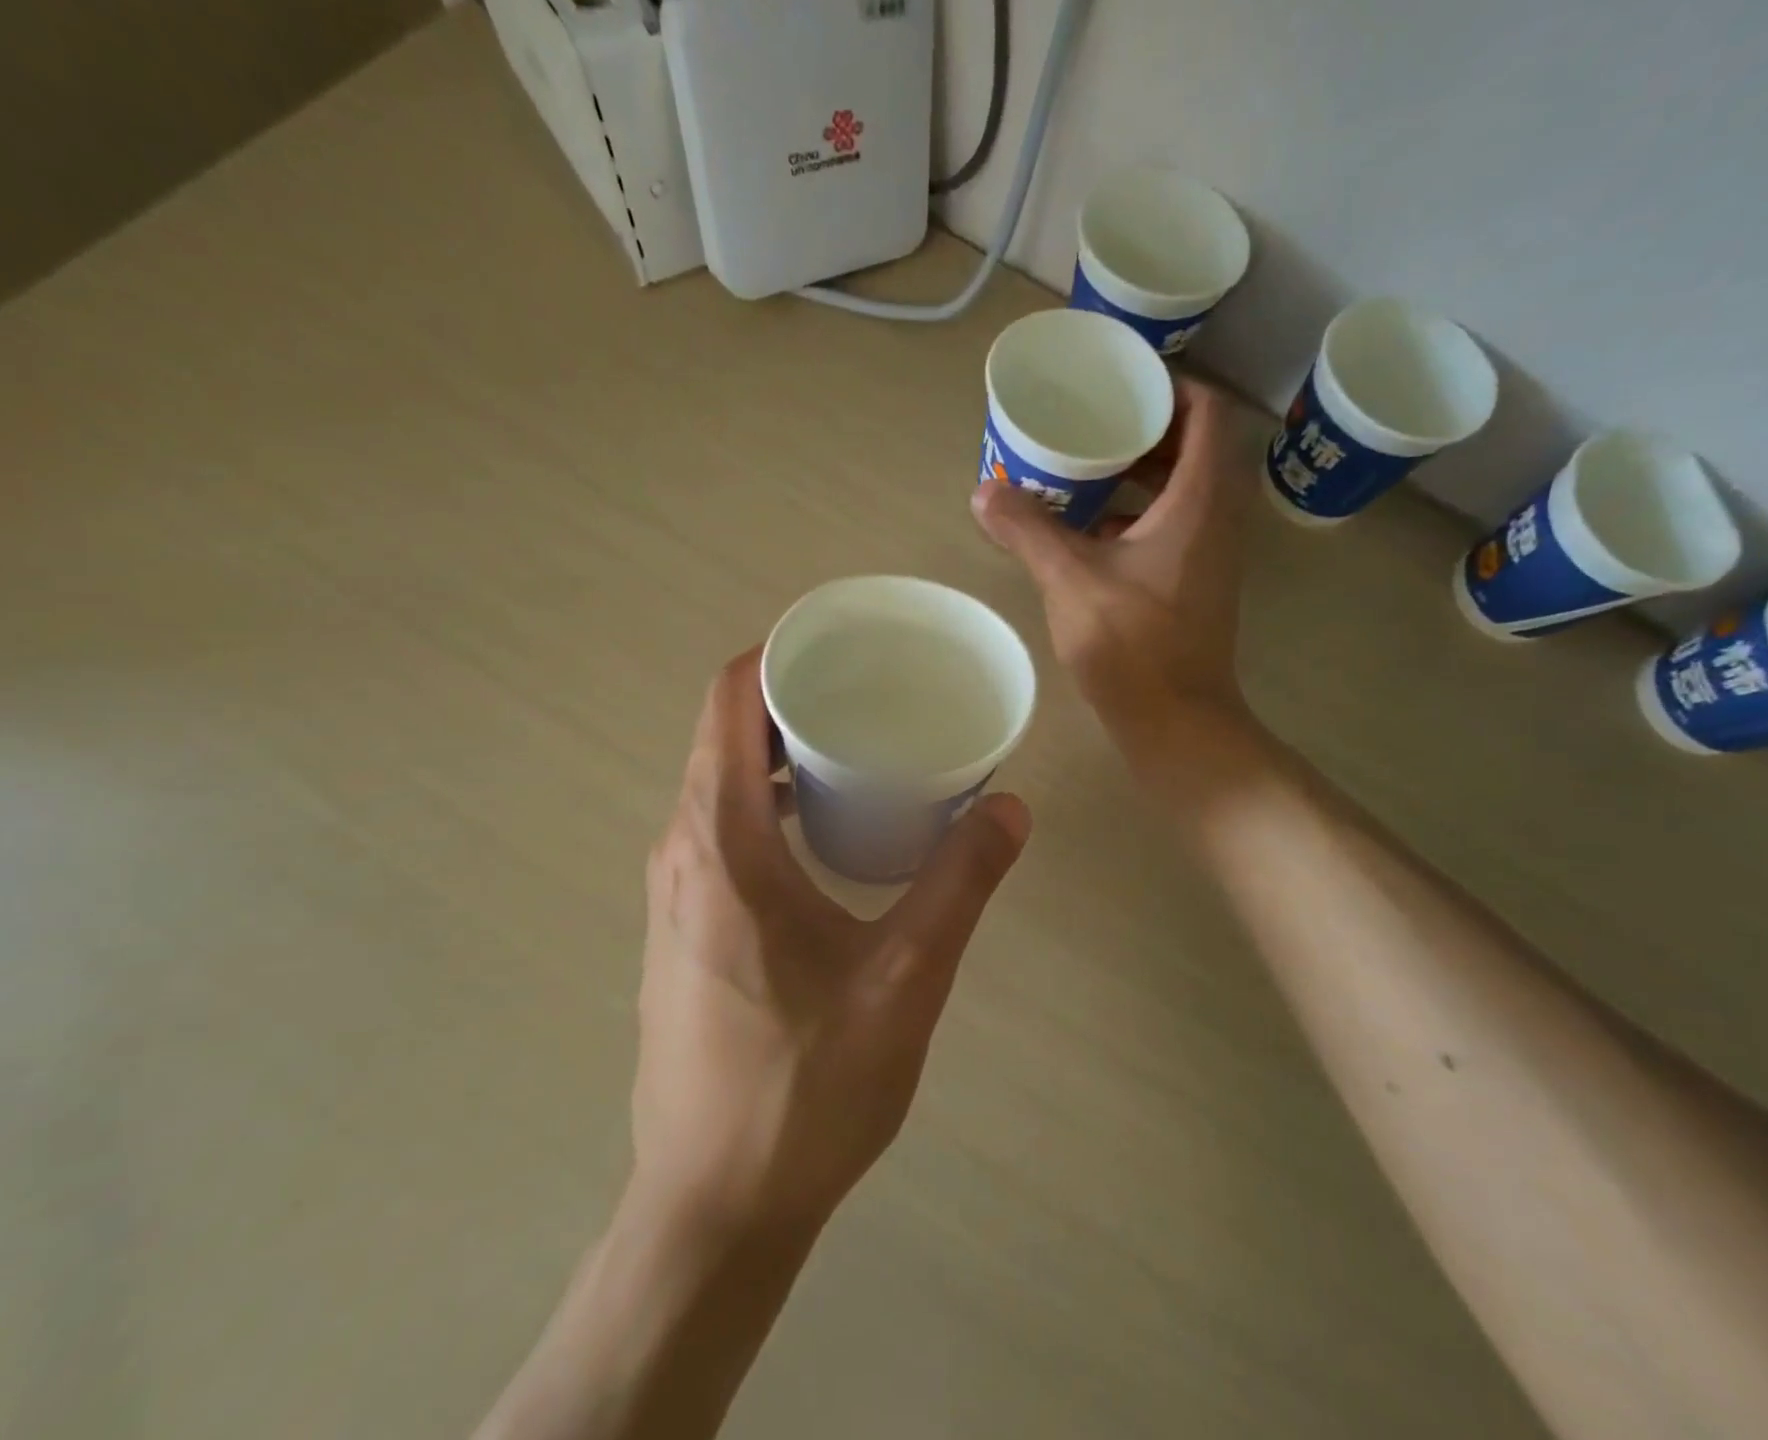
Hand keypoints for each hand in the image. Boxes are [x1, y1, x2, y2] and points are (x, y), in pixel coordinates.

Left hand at [630, 650, 1030, 1243]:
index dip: (780, 653)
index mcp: (720, 842)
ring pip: (723, 783)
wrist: (714, 1206)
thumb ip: (958, 882)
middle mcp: (682, 850)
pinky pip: (722, 828)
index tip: (845, 642)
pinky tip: (831, 832)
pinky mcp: (685, 926)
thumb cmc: (804, 1088)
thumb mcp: (904, 980)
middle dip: (797, 699)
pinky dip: (772, 801)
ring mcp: (675, 891)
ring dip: (786, 754)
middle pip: (726, 734)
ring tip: (864, 751)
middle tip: (876, 693)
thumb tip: (1009, 805)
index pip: (729, 701)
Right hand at [971, 377, 1257, 749]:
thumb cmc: (1133, 645)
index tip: (1120, 387)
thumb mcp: (1071, 580)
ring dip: (1137, 476)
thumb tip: (983, 492)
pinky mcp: (1195, 584)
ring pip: (1181, 492)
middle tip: (1091, 425)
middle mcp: (1216, 518)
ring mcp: (1210, 554)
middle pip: (1193, 449)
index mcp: (1199, 500)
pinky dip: (1135, 517)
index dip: (1169, 388)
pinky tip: (1088, 533)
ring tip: (1083, 471)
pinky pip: (1172, 527)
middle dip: (1143, 431)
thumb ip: (1028, 531)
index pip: (1206, 413)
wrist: (1176, 721)